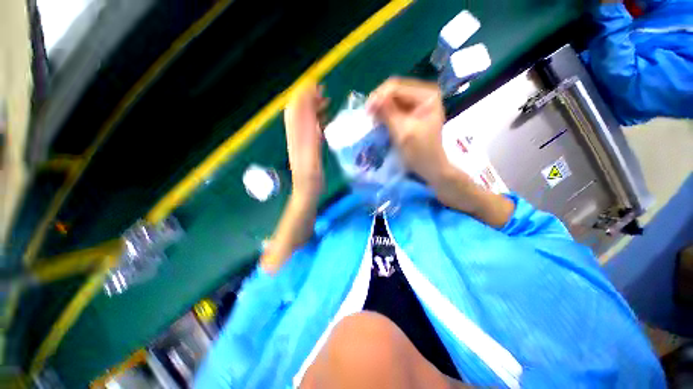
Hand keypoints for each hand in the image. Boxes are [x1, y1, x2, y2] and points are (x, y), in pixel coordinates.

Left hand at [284, 82, 327, 203]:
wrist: (306, 191)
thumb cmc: (312, 178)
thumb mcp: (313, 158)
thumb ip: (312, 137)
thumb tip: (312, 115)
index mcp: (298, 137)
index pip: (297, 110)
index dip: (305, 96)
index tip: (316, 86)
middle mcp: (296, 135)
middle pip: (298, 111)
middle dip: (308, 98)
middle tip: (323, 92)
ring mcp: (299, 140)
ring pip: (303, 118)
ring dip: (312, 108)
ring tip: (325, 103)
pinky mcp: (304, 146)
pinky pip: (308, 128)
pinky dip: (314, 120)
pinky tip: (323, 120)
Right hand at [367, 77, 513, 226]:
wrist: (432, 167)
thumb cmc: (421, 152)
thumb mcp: (403, 132)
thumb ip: (388, 113)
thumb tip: (372, 99)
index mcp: (426, 96)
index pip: (396, 87)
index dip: (379, 96)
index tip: (367, 111)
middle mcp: (423, 95)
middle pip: (394, 91)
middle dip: (379, 102)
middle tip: (368, 115)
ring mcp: (418, 104)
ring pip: (393, 100)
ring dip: (381, 108)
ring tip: (372, 119)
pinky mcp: (412, 114)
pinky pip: (395, 109)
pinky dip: (385, 114)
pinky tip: (379, 122)